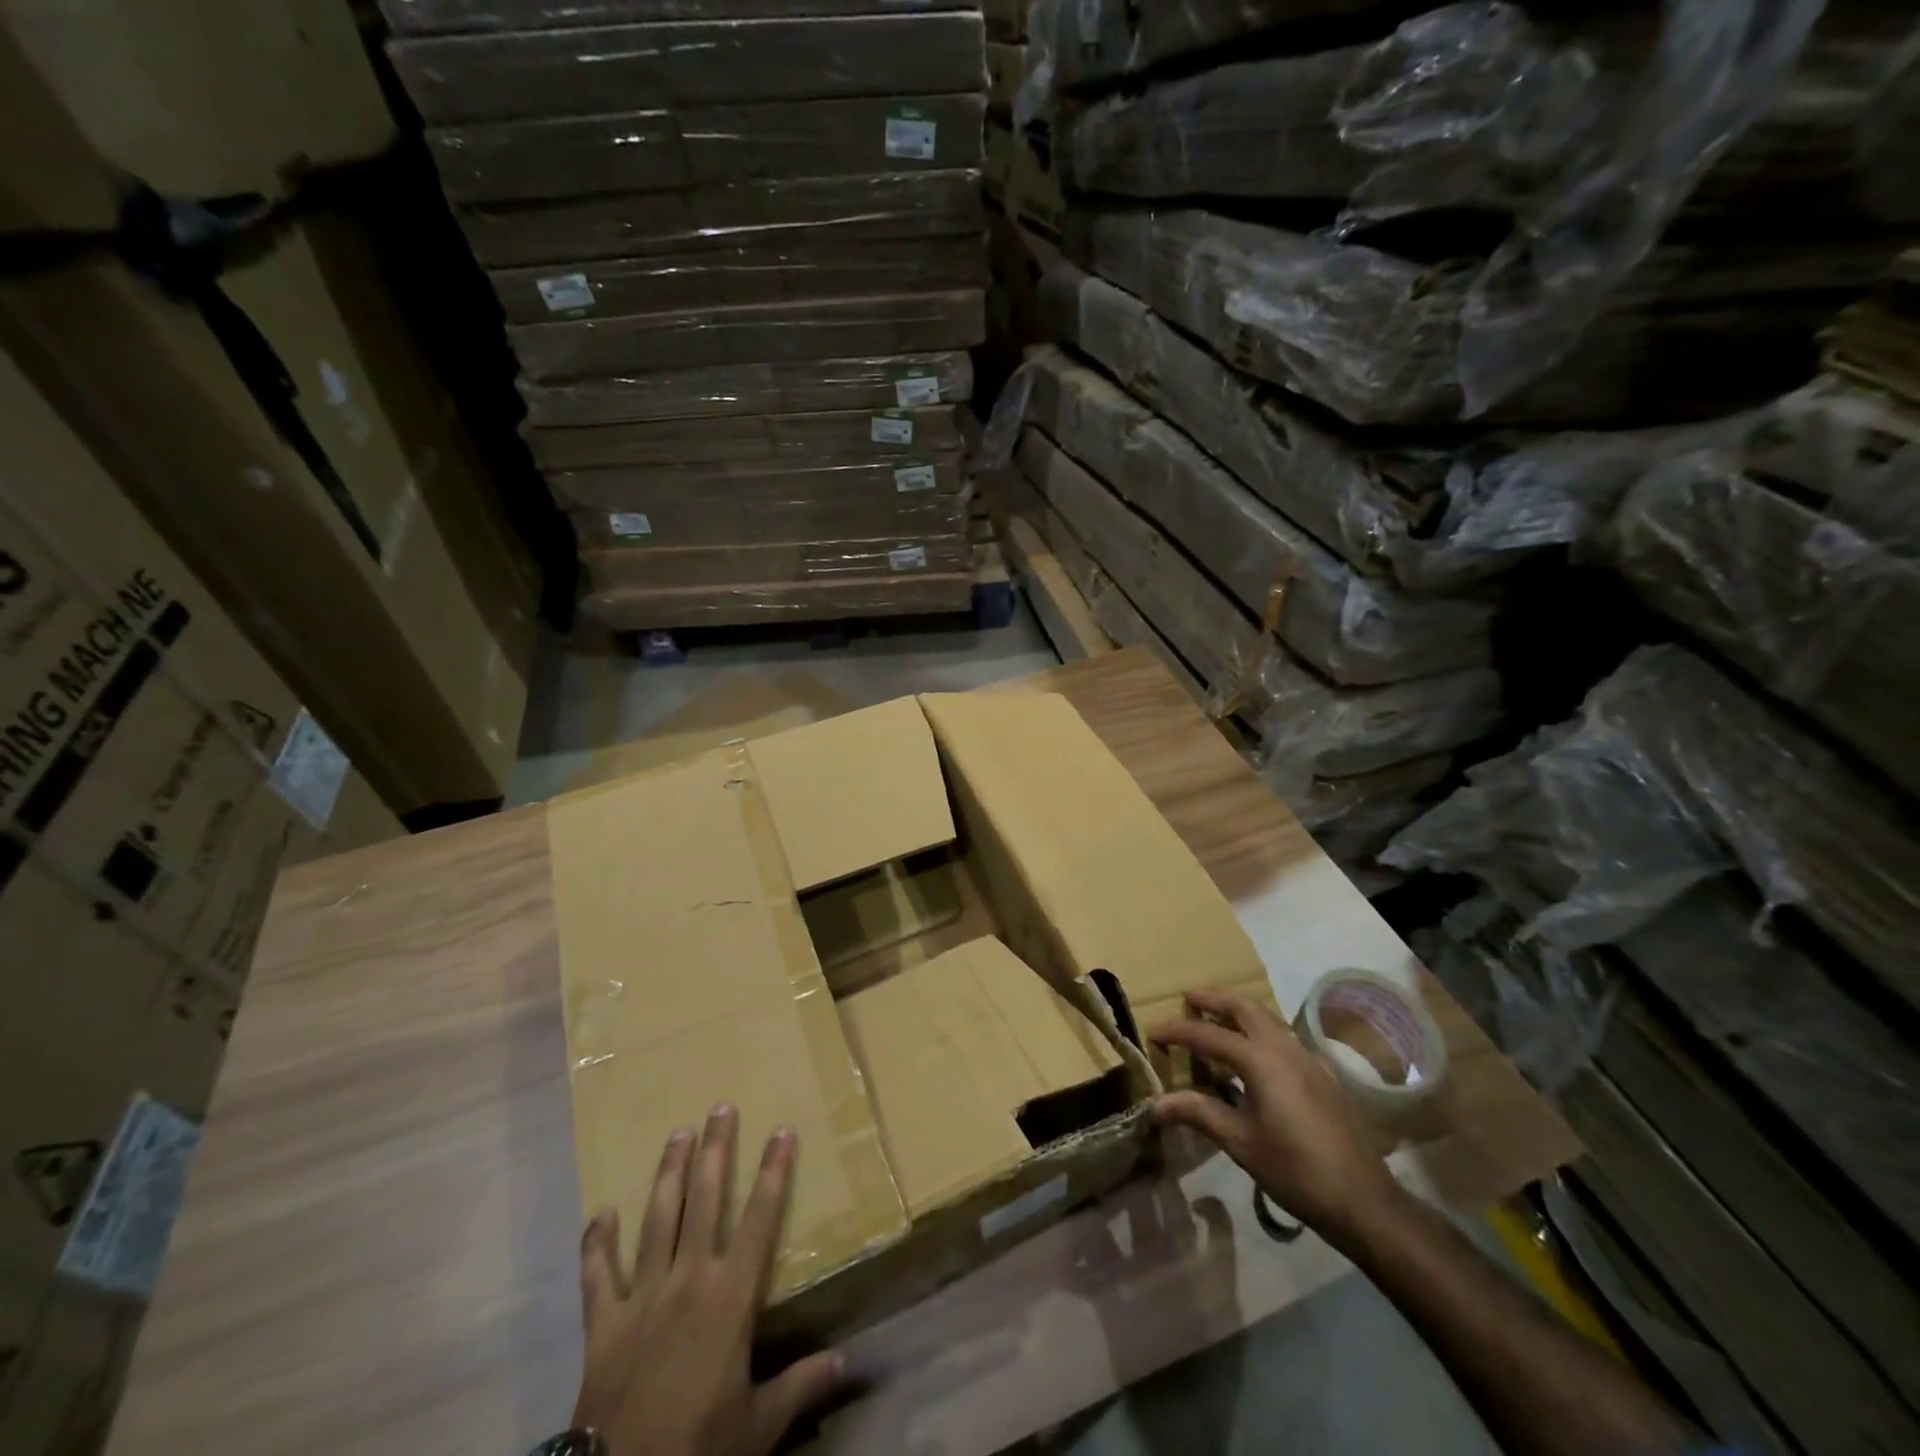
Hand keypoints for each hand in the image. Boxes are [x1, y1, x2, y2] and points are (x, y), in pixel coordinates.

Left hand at [571, 1104, 845, 1455]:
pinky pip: (597, 1276)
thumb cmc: (699, 1447)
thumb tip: (846, 1362)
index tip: (781, 1131)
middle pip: (704, 1201)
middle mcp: (688, 1280)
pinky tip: (599, 1214)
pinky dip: (596, 1245)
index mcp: (730, 1297)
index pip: (759, 1220)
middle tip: (720, 1107)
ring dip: (667, 1174)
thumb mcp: (759, 1426)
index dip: (773, 1173)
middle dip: (715, 1150)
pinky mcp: (604, 1323)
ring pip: (657, 1220)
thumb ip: (801, 1385)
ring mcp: (642, 1296)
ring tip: (677, 1133)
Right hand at [1148, 988, 1399, 1245]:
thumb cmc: (1295, 1170)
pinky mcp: (1324, 1075)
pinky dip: (1262, 1031)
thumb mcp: (1240, 1142)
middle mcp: (1285, 1048)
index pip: (1209, 1034)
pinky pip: (1285, 1038)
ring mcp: (1309, 1059)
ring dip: (1240, 1012)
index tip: (1152, 1030)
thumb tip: (1155, 1103)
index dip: (1178, 1031)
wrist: (1363, 1200)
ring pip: (1269, 1019)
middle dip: (1215, 998)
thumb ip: (1198, 1113)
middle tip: (1189, 999)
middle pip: (1245, 1007)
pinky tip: (1258, 1055)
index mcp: (1260, 1060)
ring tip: (1217, 1018)